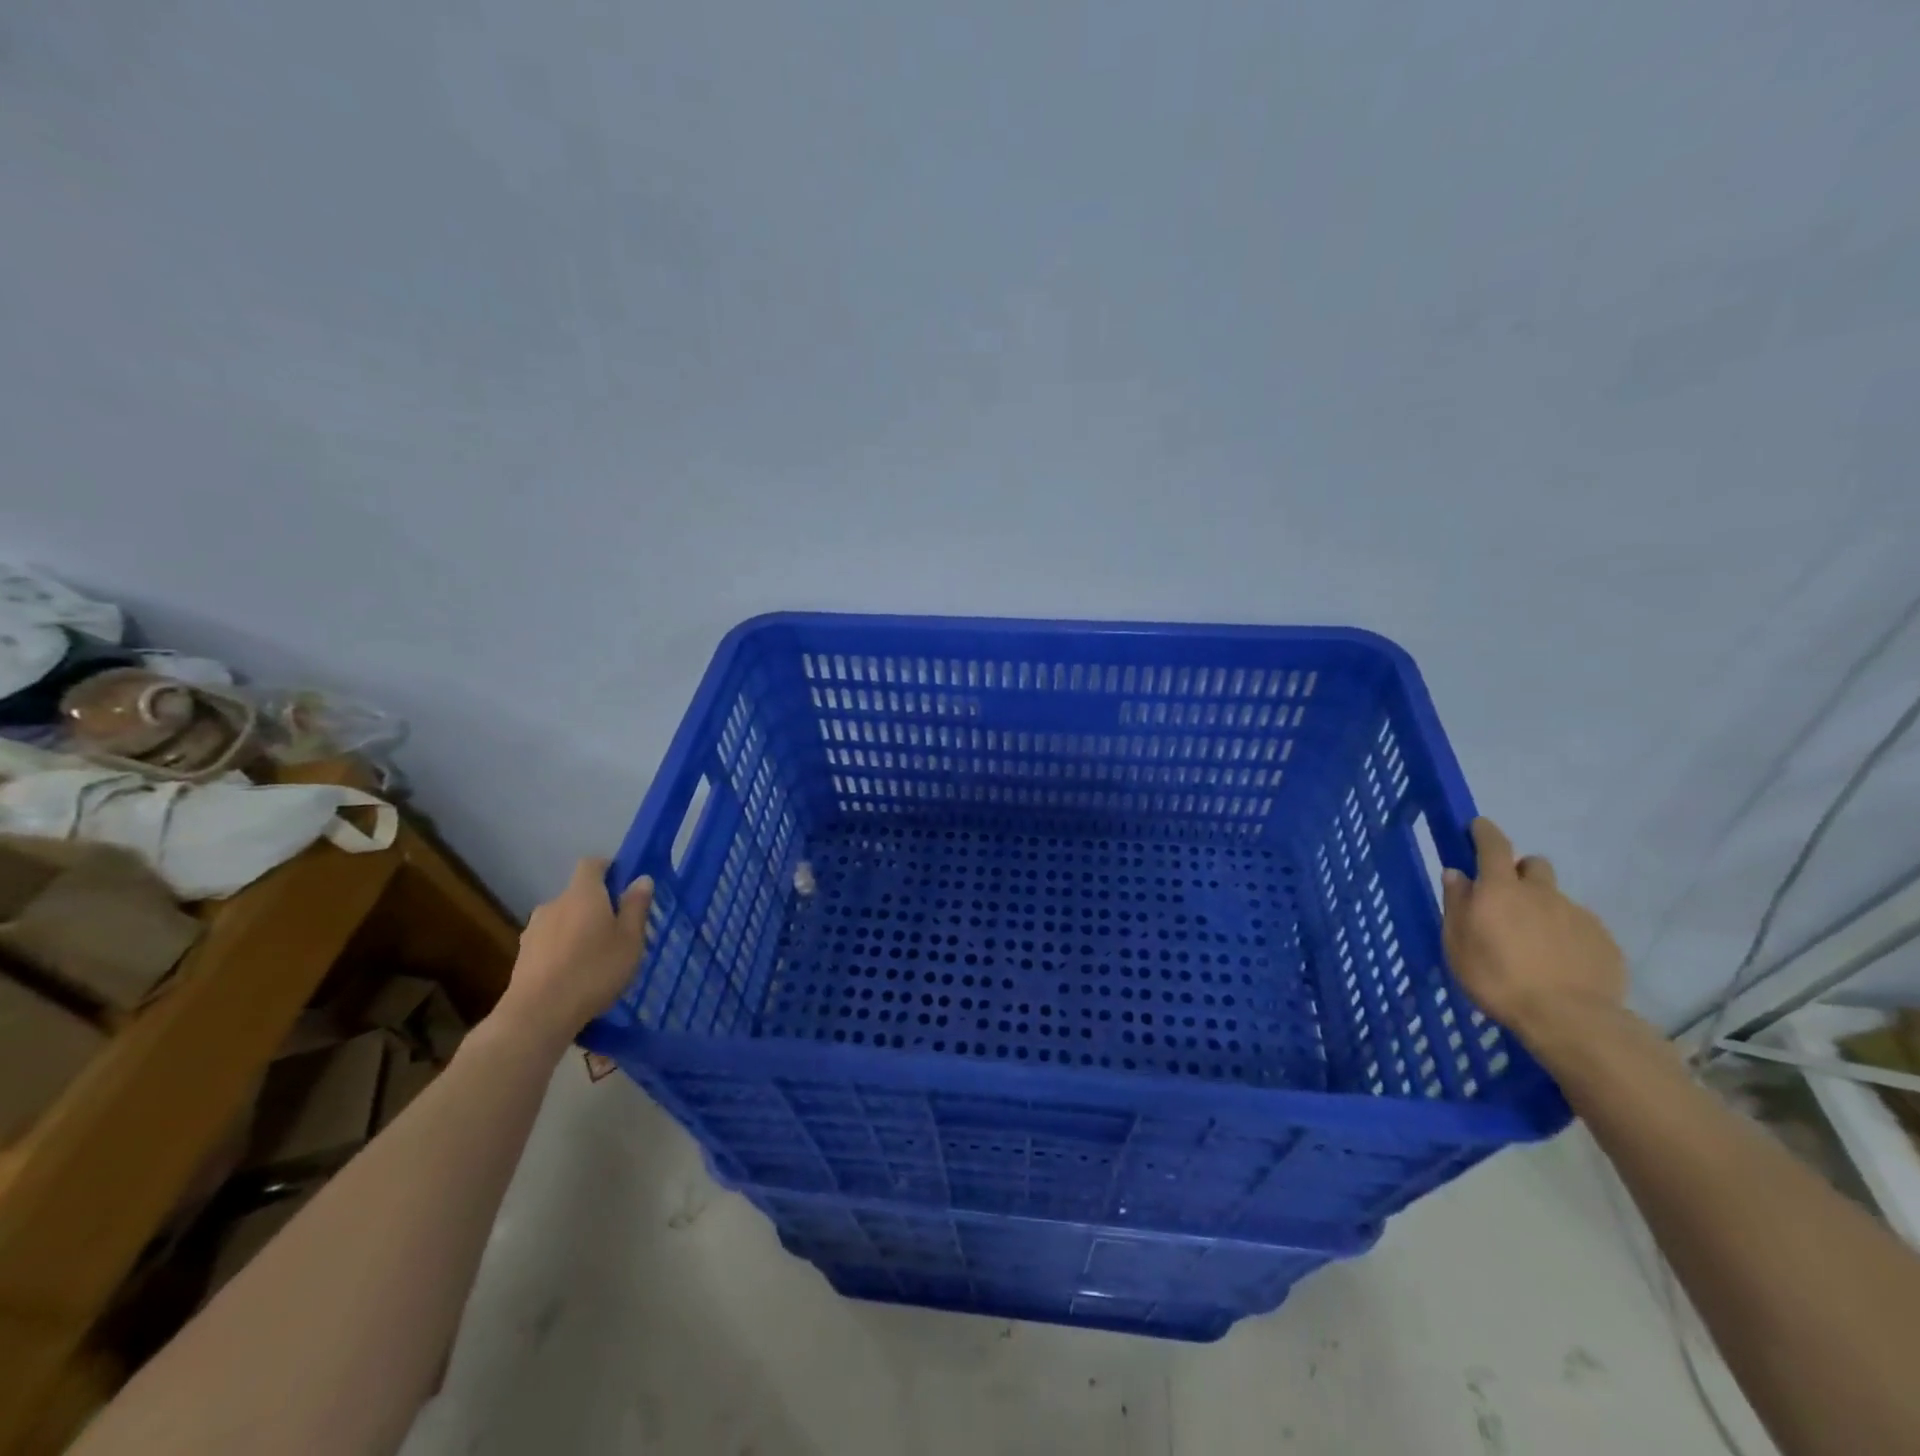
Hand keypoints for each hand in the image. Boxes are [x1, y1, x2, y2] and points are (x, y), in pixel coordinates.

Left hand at [493, 858, 652, 1050]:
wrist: (537, 1015)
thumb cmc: (594, 970)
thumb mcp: (630, 939)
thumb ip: (636, 907)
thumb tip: (641, 879)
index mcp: (582, 893)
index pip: (592, 864)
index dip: (608, 868)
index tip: (624, 884)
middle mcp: (554, 904)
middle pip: (578, 894)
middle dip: (596, 905)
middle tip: (617, 929)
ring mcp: (533, 930)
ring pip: (563, 919)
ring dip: (578, 929)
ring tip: (596, 956)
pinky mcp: (522, 956)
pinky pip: (550, 942)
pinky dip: (563, 950)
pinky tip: (575, 974)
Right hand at [1441, 818, 1627, 1050]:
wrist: (1570, 1018)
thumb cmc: (1498, 978)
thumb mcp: (1457, 943)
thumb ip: (1457, 904)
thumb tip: (1457, 874)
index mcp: (1500, 889)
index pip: (1493, 845)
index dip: (1484, 832)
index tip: (1477, 827)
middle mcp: (1541, 892)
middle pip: (1533, 865)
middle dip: (1520, 871)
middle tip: (1507, 897)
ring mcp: (1577, 915)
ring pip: (1556, 897)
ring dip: (1542, 906)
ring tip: (1534, 940)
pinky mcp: (1603, 940)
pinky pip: (1579, 925)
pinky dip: (1565, 933)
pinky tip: (1558, 961)